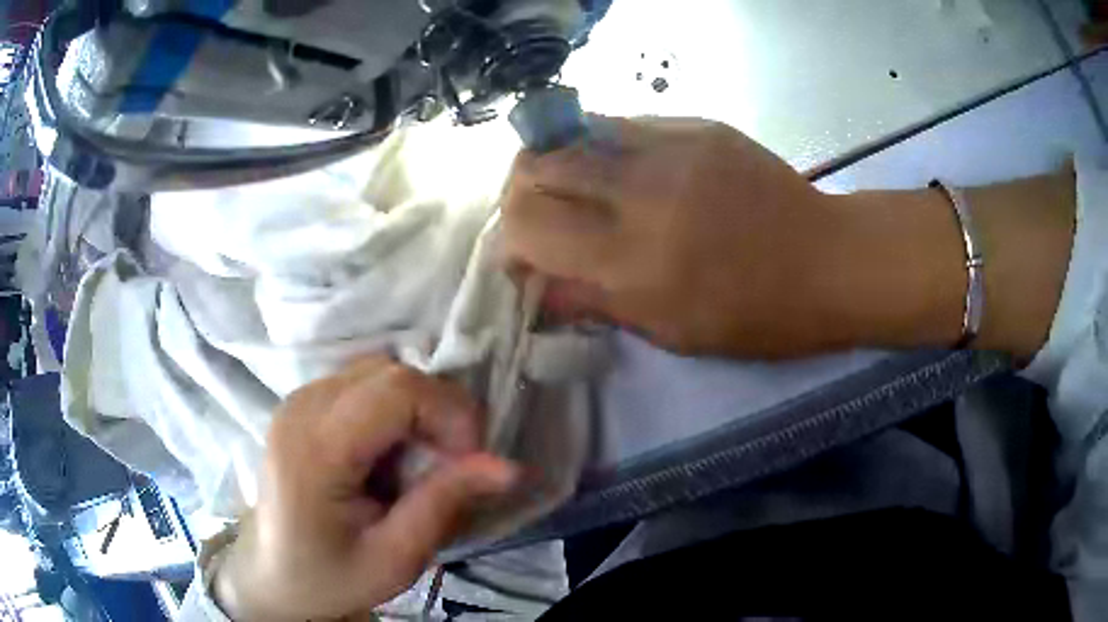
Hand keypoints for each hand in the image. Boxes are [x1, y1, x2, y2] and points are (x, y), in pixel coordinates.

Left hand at [214, 357, 517, 620]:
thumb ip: (445, 504)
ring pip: (379, 371)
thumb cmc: (330, 578)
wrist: (273, 578)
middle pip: (390, 371)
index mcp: (315, 448)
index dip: (450, 413)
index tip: (470, 463)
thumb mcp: (395, 558)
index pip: (397, 389)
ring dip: (416, 409)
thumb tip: (508, 466)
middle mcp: (301, 407)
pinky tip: (390, 453)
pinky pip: (362, 384)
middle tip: (451, 465)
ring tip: (420, 462)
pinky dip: (393, 409)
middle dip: (438, 410)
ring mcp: (297, 399)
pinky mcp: (302, 404)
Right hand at [503, 117, 846, 358]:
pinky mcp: (696, 124)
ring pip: (570, 133)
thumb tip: (540, 287)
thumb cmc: (758, 315)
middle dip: (519, 193)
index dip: (511, 242)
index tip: (525, 258)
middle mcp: (641, 191)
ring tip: (573, 189)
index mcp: (635, 260)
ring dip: (554, 163)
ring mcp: (670, 146)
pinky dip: (601, 148)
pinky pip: (621, 124)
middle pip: (534, 165)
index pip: (528, 227)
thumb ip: (597, 302)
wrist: (828, 260)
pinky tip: (622, 170)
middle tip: (538, 217)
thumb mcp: (674, 332)